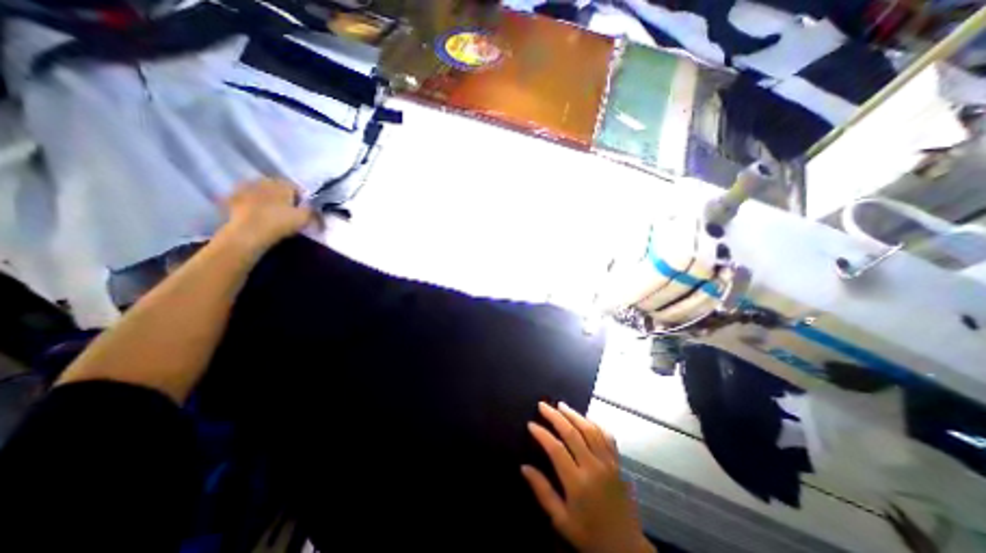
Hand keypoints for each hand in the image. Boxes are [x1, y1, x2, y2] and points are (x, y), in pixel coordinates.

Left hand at [220, 180, 317, 253]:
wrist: (248, 233)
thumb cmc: (280, 223)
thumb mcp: (304, 218)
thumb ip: (311, 210)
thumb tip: (313, 207)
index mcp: (283, 184)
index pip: (295, 187)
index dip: (300, 198)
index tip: (301, 209)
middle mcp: (264, 181)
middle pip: (276, 187)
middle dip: (281, 196)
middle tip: (286, 210)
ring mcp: (245, 187)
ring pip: (260, 190)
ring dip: (265, 198)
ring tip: (269, 211)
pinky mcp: (231, 197)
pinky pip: (244, 197)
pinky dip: (249, 202)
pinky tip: (253, 212)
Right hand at [524, 403, 652, 552]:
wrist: (626, 548)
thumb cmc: (589, 535)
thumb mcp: (561, 520)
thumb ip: (543, 492)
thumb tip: (524, 467)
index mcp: (578, 483)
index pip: (556, 449)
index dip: (542, 434)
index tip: (531, 424)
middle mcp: (593, 467)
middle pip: (572, 433)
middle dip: (555, 416)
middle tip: (542, 405)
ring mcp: (608, 463)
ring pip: (590, 430)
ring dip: (574, 415)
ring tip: (561, 405)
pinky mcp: (617, 463)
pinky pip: (607, 437)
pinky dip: (595, 424)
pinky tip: (585, 418)